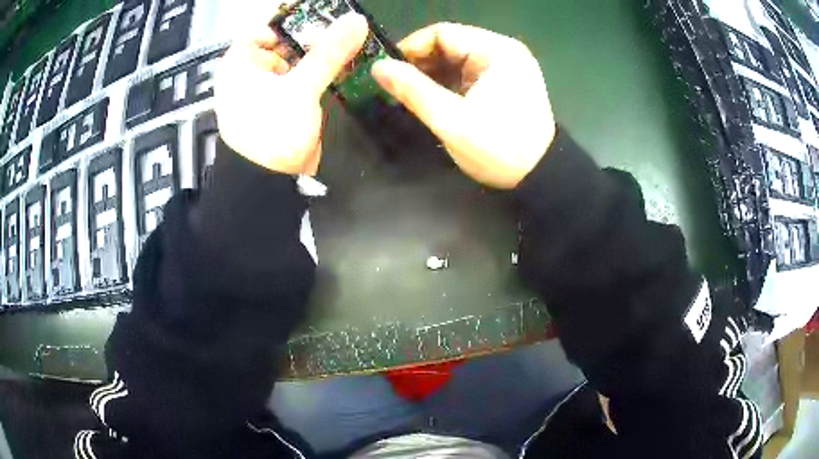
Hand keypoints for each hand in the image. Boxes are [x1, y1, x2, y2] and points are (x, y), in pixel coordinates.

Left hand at [215, 13, 368, 174]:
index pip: (264, 29)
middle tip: (336, 38)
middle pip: (280, 43)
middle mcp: (246, 73)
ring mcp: (263, 89)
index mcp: (237, 64)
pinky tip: (335, 70)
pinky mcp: (278, 103)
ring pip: (291, 60)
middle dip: (308, 40)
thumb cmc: (272, 132)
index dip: (291, 24)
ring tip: (341, 52)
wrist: (271, 184)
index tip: (320, 25)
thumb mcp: (301, 88)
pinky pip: (297, 78)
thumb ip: (328, 53)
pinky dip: (313, 73)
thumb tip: (356, 20)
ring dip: (315, 56)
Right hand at [372, 23, 555, 188]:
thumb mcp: (451, 120)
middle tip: (395, 86)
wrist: (539, 177)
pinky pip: (469, 73)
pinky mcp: (506, 82)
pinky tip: (433, 98)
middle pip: (450, 44)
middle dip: (421, 64)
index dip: (410, 48)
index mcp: (496, 51)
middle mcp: (504, 51)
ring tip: (410, 94)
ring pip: (458, 59)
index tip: (387, 70)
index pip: (442, 33)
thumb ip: (413, 90)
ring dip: (433, 74)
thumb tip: (378, 68)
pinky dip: (449, 83)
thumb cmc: (498, 149)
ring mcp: (507, 66)